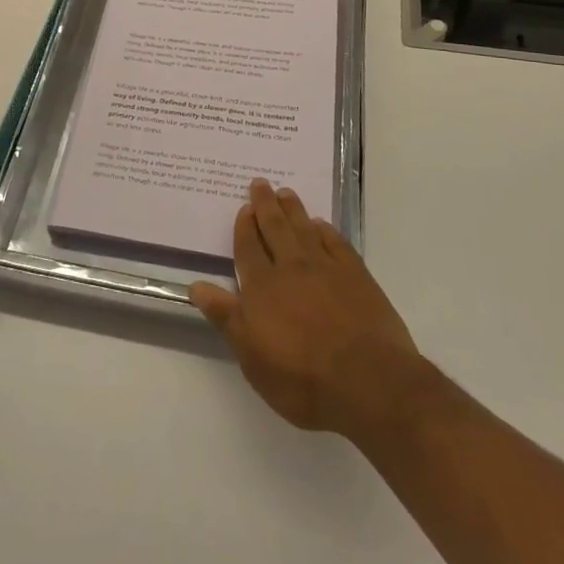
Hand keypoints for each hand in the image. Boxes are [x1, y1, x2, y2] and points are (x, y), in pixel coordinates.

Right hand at [191, 180, 421, 439]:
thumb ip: (226, 317)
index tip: (243, 207)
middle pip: (275, 228)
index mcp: (262, 287)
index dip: (245, 227)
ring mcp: (326, 268)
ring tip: (286, 192)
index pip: (249, 248)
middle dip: (266, 205)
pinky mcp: (356, 275)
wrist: (368, 380)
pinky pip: (336, 242)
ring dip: (293, 209)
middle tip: (261, 183)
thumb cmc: (302, 378)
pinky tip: (321, 224)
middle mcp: (291, 267)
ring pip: (304, 229)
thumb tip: (195, 285)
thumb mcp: (252, 357)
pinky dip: (326, 230)